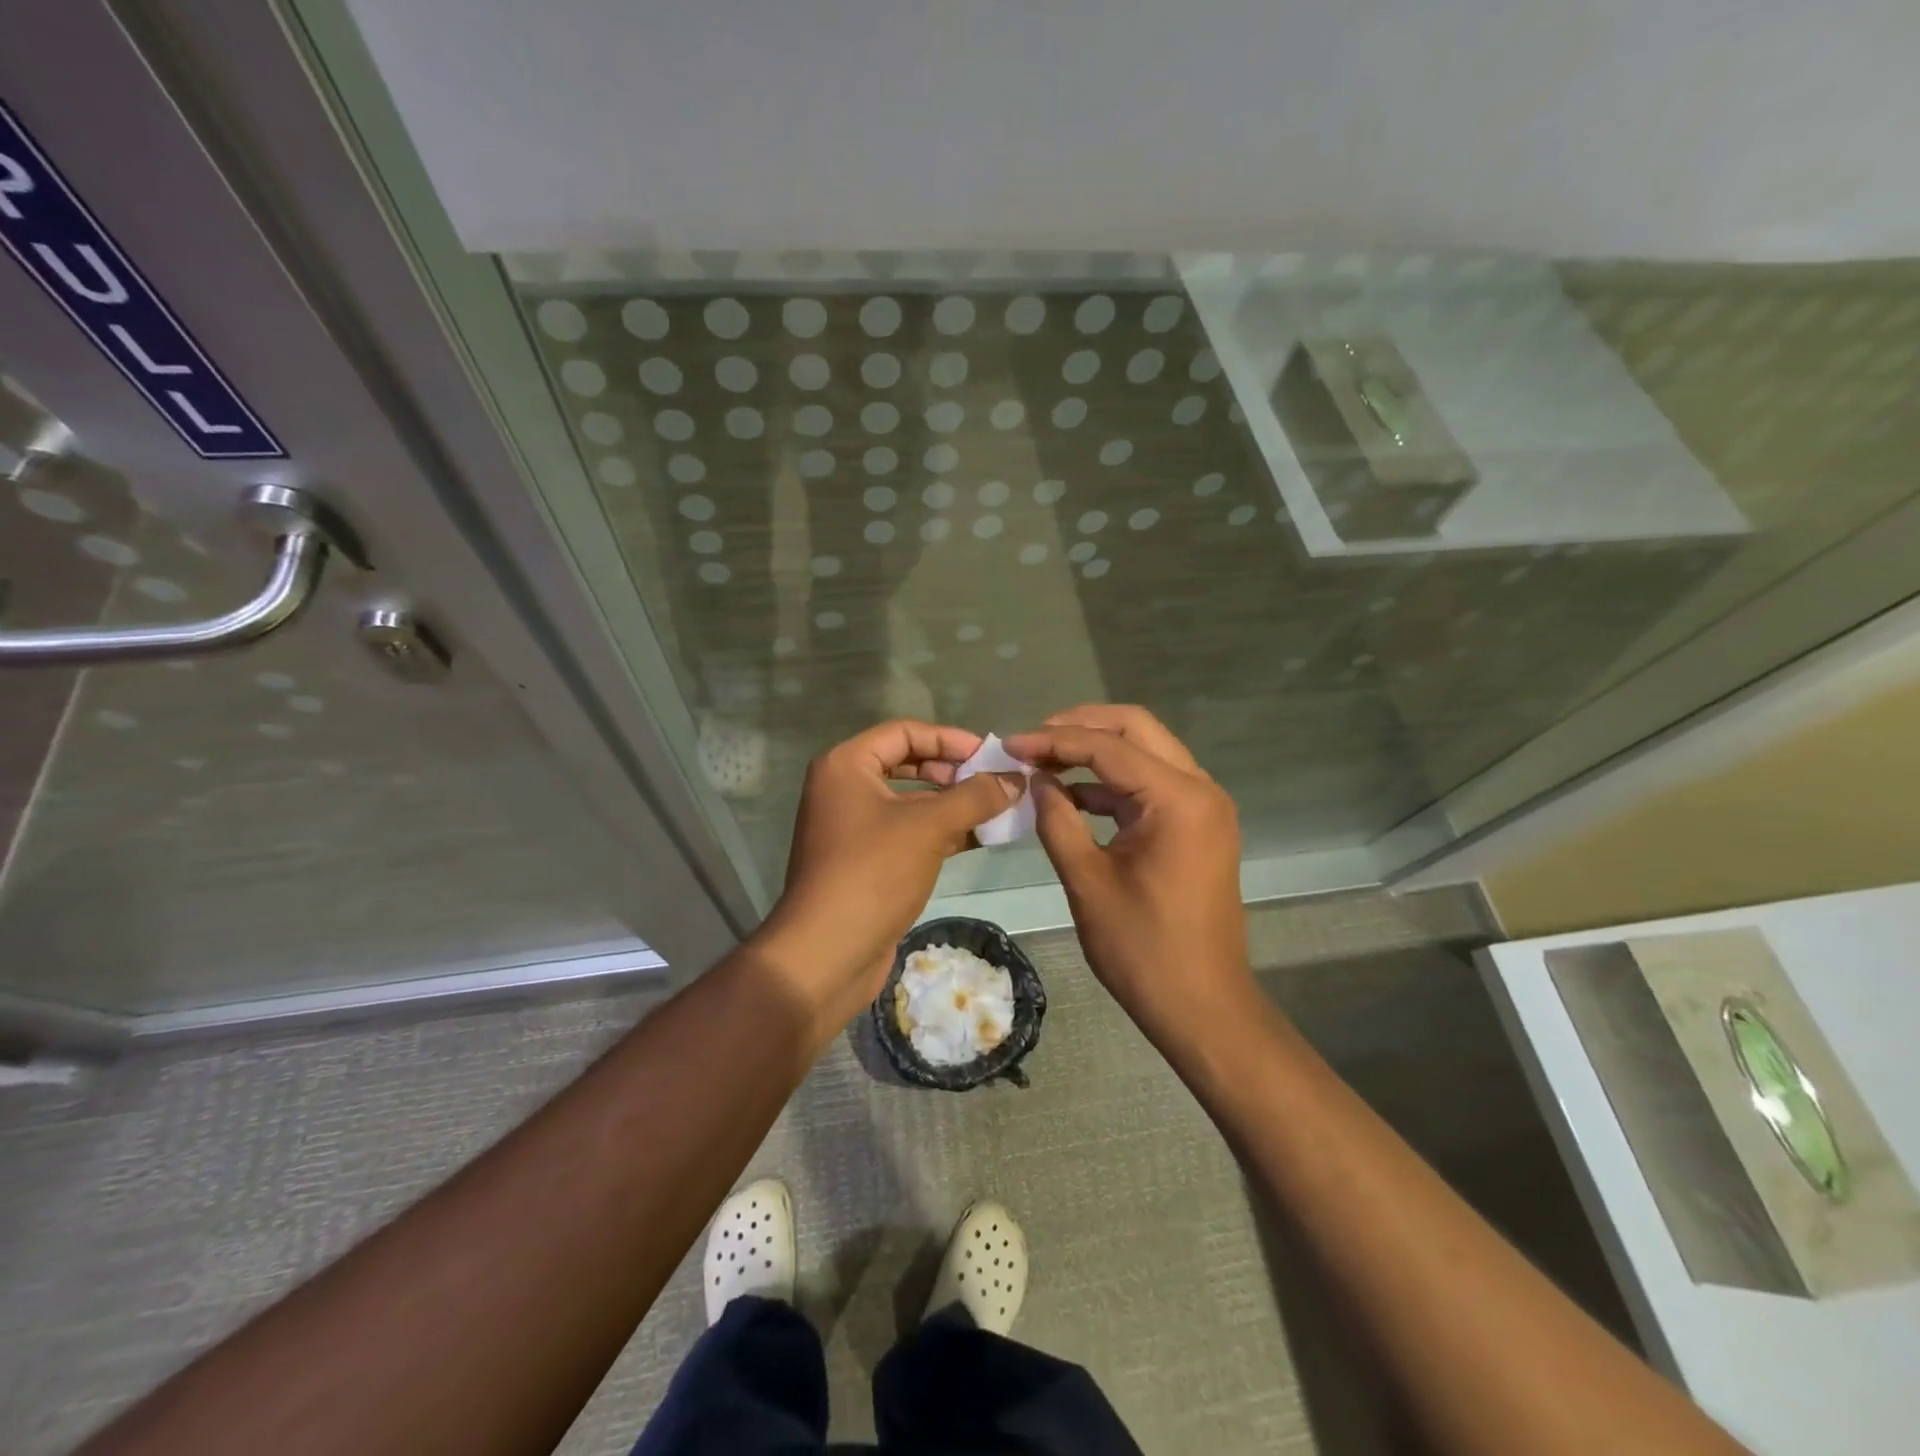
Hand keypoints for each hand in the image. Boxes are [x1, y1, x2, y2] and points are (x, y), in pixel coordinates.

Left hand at [756, 720, 1023, 1036]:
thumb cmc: (873, 873)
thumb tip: (1016, 779)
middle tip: (994, 781)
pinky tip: (979, 837)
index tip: (989, 753)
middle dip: (953, 771)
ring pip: (911, 802)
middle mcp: (844, 789)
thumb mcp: (929, 827)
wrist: (827, 953)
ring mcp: (853, 828)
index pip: (904, 732)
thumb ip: (975, 797)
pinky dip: (942, 832)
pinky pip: (909, 833)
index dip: (949, 738)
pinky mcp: (866, 862)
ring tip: (998, 809)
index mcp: (846, 765)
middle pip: (907, 764)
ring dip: (952, 804)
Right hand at [1006, 705, 1252, 1045]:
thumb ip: (1057, 819)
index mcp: (1178, 799)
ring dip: (1097, 750)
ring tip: (1044, 762)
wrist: (1202, 1005)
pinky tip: (1072, 795)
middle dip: (1081, 726)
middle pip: (1136, 728)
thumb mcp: (1087, 880)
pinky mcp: (1197, 825)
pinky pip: (1151, 784)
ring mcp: (1203, 806)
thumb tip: (1036, 780)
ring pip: (1146, 751)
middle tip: (1033, 741)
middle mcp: (1200, 789)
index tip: (1010, 745)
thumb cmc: (1142, 948)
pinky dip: (1112, 782)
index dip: (1054, 741)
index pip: (1108, 747)